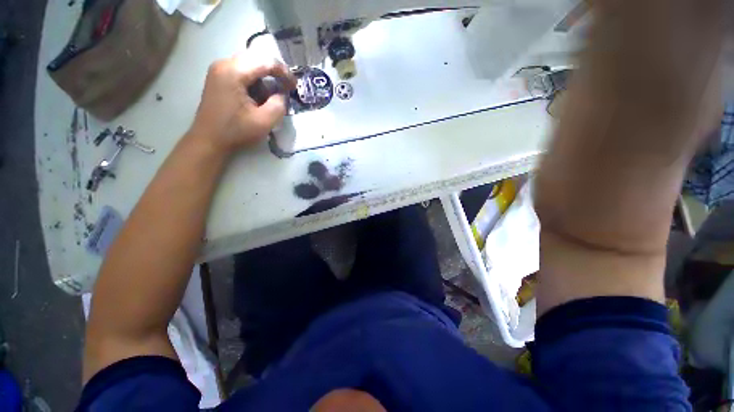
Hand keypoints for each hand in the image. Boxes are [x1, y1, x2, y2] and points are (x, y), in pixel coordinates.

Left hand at [189, 56, 296, 152]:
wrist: (209, 140)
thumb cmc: (236, 132)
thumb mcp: (264, 122)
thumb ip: (279, 105)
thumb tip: (281, 94)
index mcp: (233, 72)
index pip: (265, 61)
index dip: (284, 72)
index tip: (294, 86)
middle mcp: (224, 64)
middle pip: (257, 58)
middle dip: (275, 72)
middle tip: (287, 87)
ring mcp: (219, 69)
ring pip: (249, 63)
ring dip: (265, 76)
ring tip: (274, 93)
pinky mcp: (218, 77)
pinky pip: (241, 70)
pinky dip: (255, 79)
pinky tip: (259, 94)